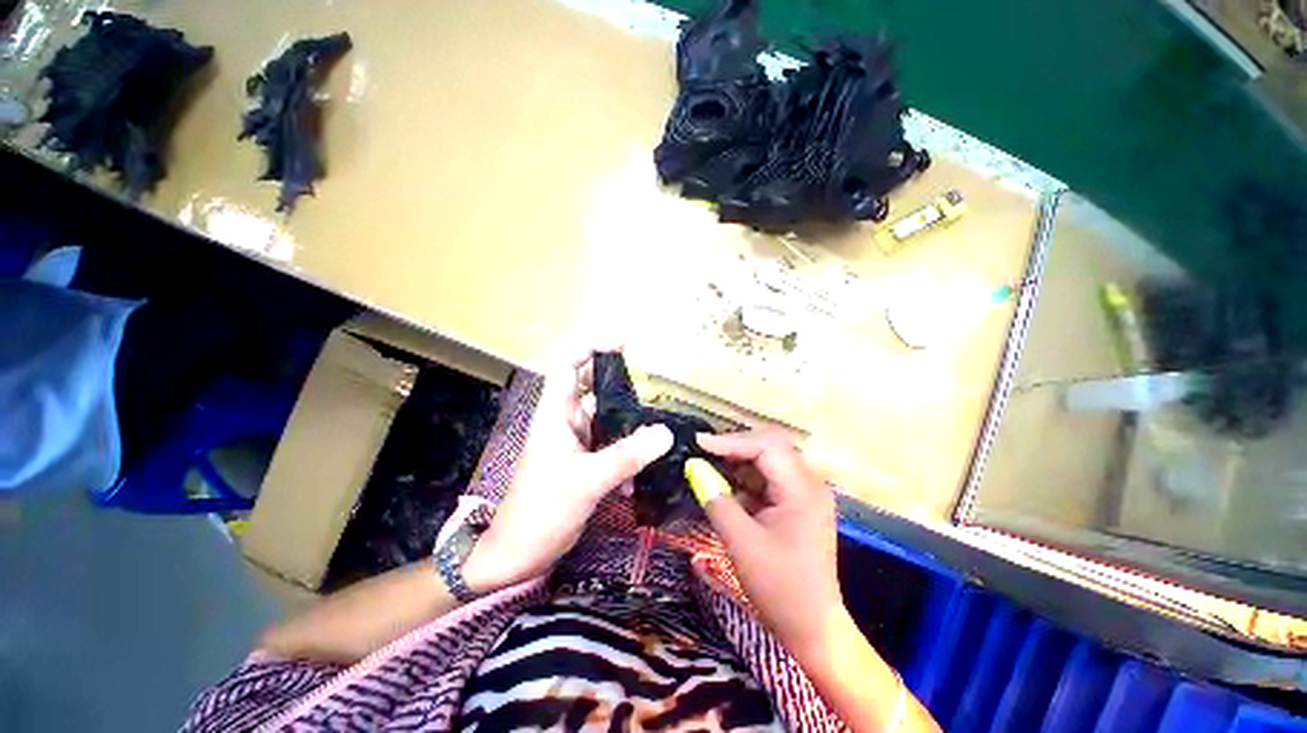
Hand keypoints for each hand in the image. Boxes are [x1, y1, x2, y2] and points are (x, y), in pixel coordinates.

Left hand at [463, 348, 672, 593]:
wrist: (520, 555)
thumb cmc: (541, 511)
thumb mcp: (586, 481)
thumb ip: (626, 456)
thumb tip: (665, 433)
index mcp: (556, 416)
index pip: (567, 367)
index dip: (589, 348)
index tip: (620, 342)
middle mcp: (566, 423)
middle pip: (595, 392)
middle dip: (622, 388)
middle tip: (655, 389)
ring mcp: (576, 445)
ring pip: (608, 422)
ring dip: (630, 427)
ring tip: (658, 433)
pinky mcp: (585, 464)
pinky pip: (612, 448)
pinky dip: (627, 455)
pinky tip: (641, 474)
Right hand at [696, 430, 844, 656]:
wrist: (812, 629)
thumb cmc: (779, 588)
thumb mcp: (741, 542)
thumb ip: (716, 500)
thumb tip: (693, 469)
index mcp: (802, 489)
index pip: (766, 446)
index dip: (731, 441)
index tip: (699, 444)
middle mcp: (808, 484)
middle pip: (769, 448)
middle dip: (734, 448)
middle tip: (702, 452)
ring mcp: (803, 494)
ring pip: (767, 462)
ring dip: (737, 463)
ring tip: (707, 466)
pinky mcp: (796, 505)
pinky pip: (767, 481)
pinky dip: (743, 481)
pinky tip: (723, 486)